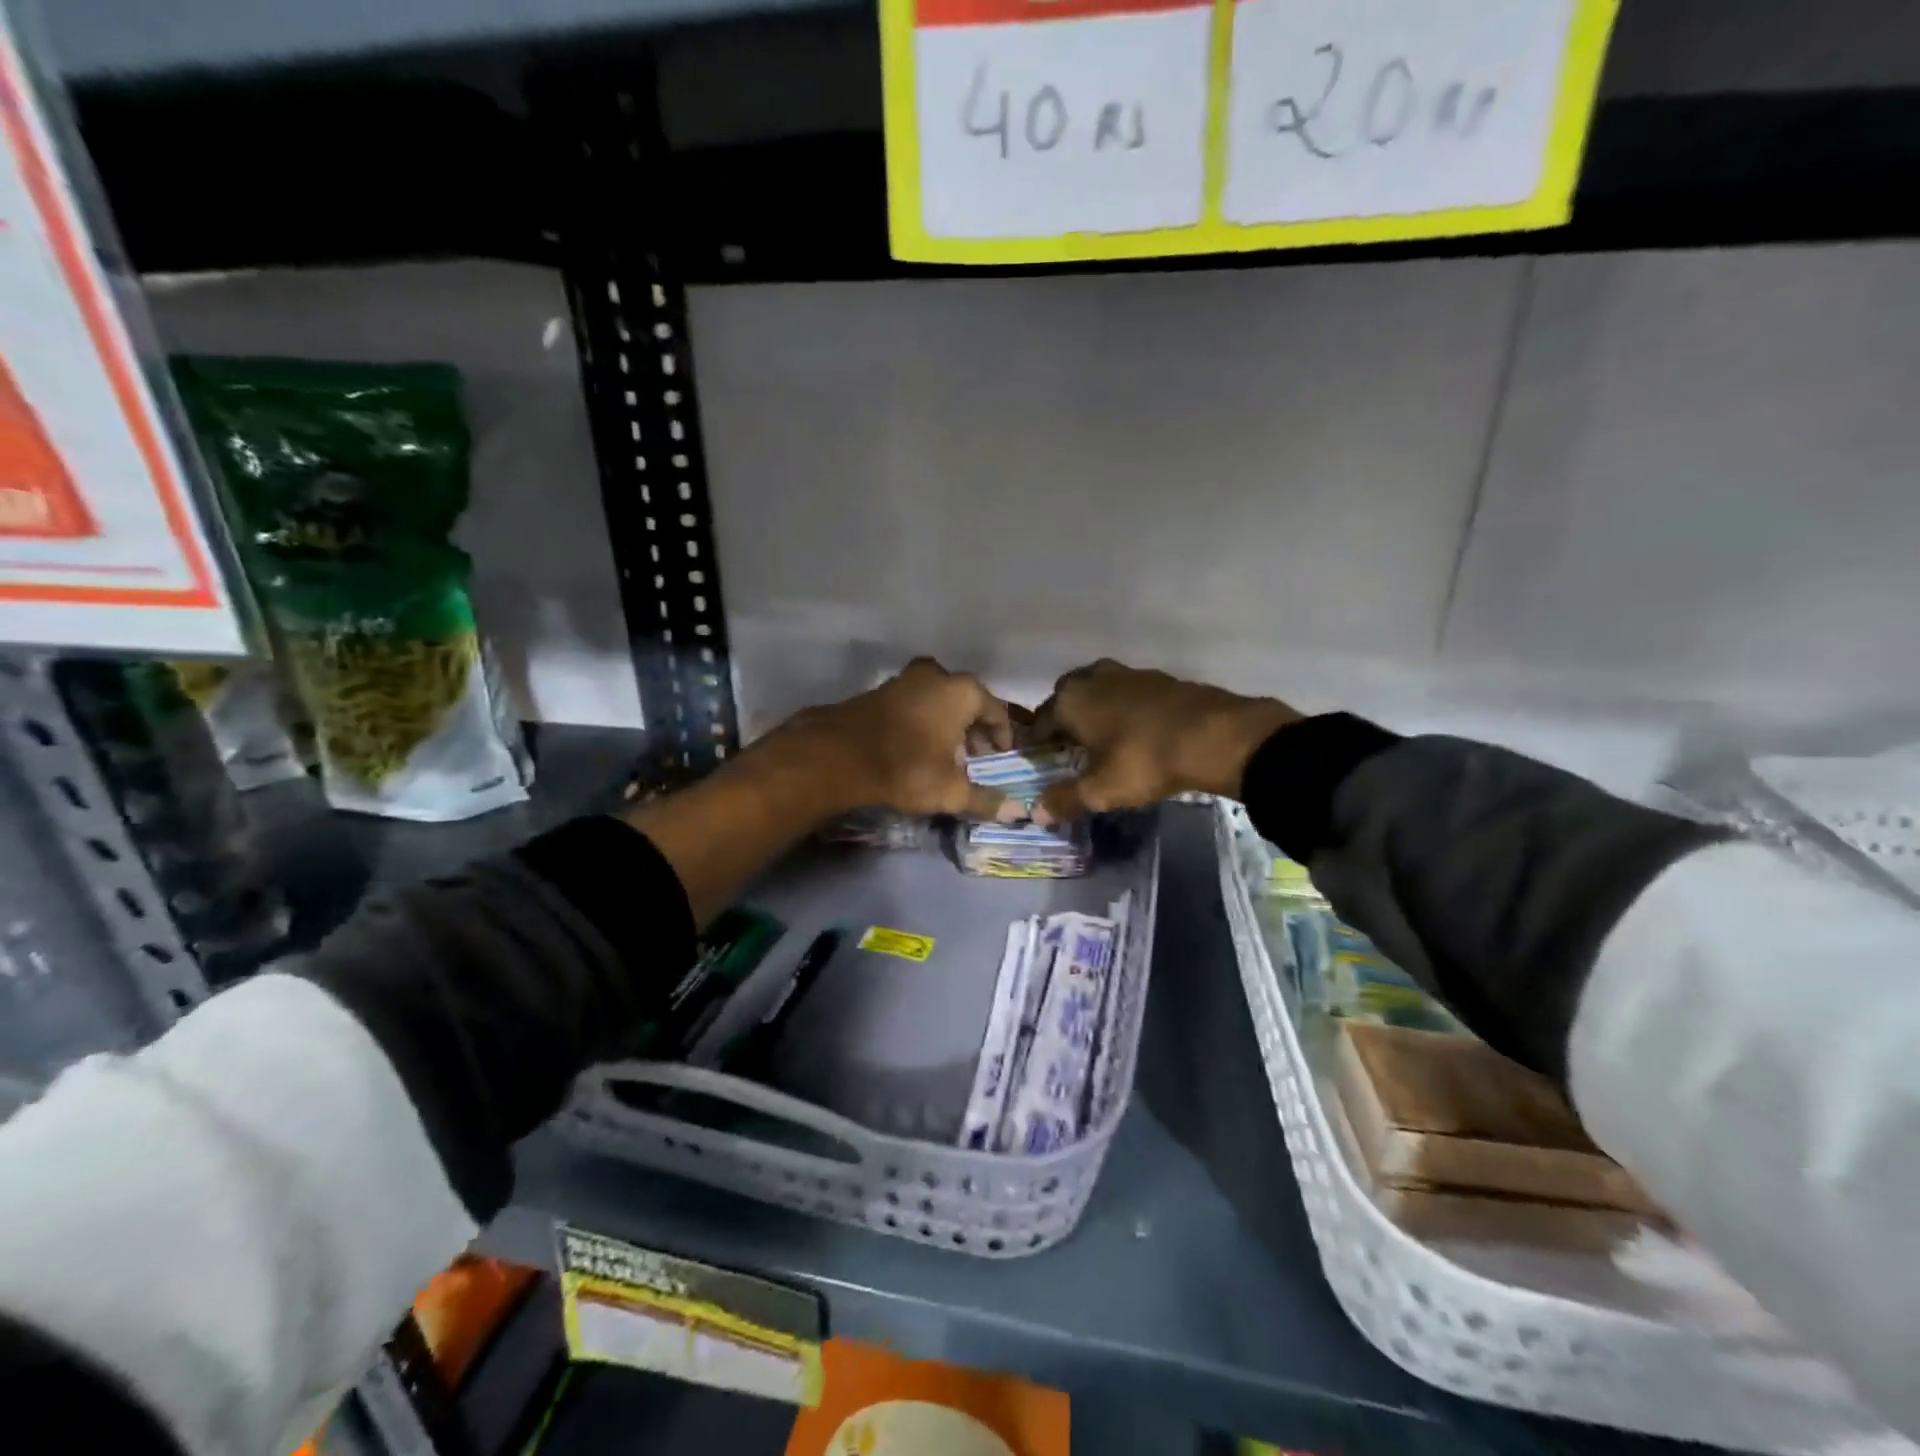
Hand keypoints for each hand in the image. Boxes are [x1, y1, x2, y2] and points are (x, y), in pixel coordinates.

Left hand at [770, 658, 1020, 821]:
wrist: (838, 756)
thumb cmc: (907, 768)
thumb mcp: (950, 791)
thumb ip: (985, 799)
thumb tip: (1018, 812)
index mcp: (963, 691)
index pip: (997, 712)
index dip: (1003, 737)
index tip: (1002, 757)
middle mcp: (937, 675)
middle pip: (967, 702)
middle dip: (974, 729)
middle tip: (975, 758)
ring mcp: (905, 679)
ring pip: (938, 700)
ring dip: (947, 723)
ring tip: (946, 754)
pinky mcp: (879, 690)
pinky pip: (914, 703)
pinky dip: (922, 720)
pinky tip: (916, 746)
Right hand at [1031, 659, 1298, 820]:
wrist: (1215, 736)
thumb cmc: (1145, 760)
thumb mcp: (1102, 789)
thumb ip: (1065, 799)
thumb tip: (1035, 813)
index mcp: (1071, 700)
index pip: (1040, 721)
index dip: (1037, 743)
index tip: (1040, 762)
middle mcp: (1094, 678)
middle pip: (1068, 697)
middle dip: (1065, 719)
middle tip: (1070, 748)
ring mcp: (1130, 674)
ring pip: (1100, 690)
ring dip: (1097, 710)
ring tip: (1103, 740)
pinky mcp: (1161, 679)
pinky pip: (1130, 694)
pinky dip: (1126, 709)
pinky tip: (1136, 732)